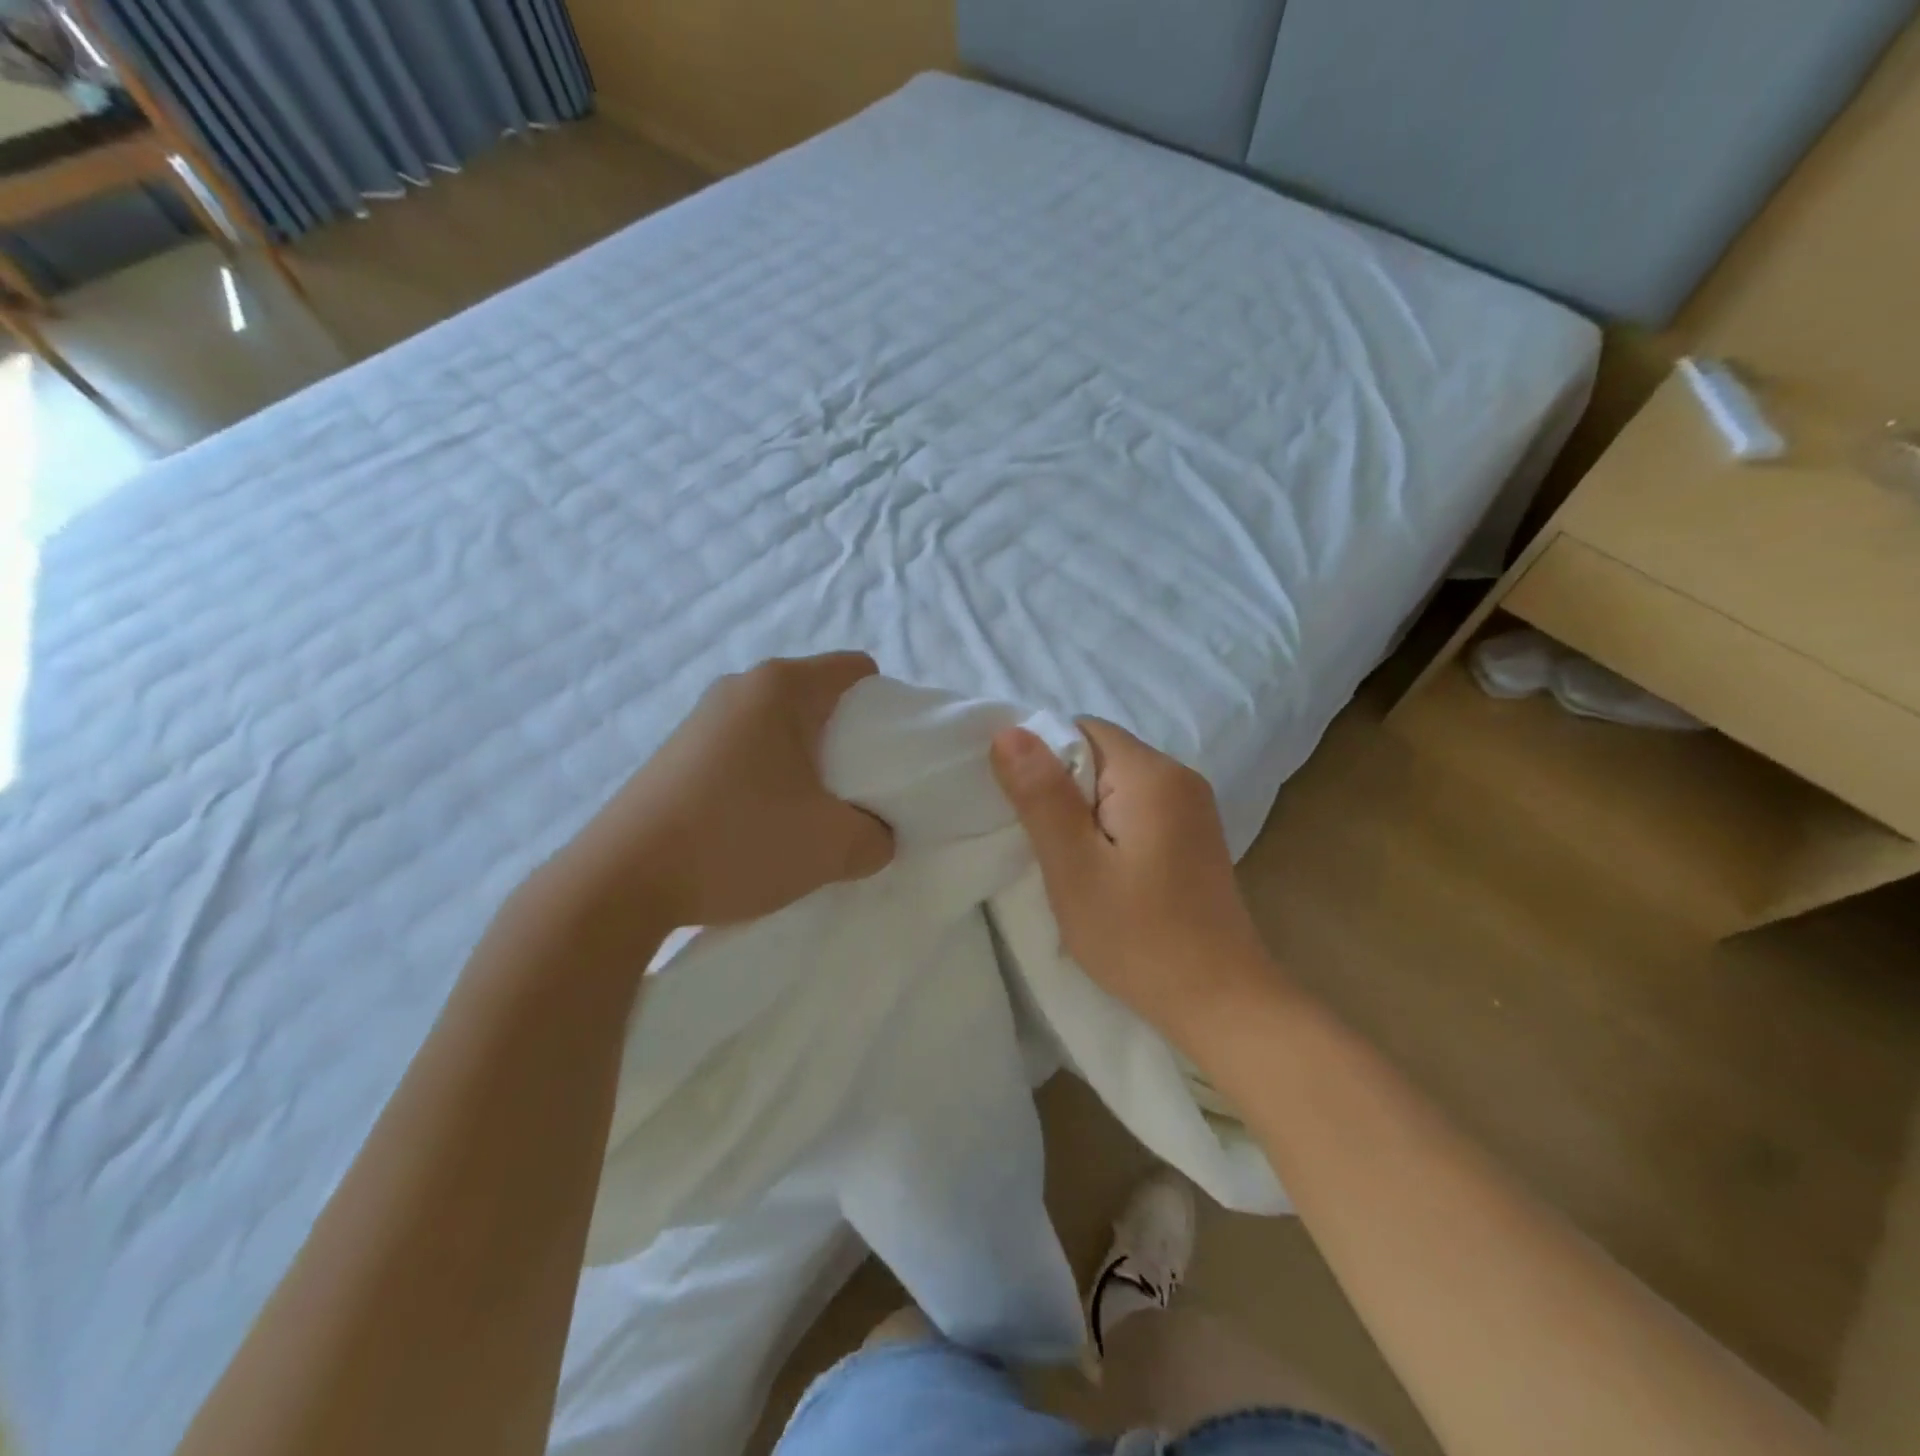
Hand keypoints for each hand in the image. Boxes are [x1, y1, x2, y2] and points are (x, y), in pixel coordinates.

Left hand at [548, 653, 894, 933]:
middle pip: (819, 699)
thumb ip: (879, 837)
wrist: (621, 881)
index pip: (857, 670)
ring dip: (805, 763)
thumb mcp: (833, 847)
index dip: (886, 709)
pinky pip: (746, 748)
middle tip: (854, 794)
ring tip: (804, 815)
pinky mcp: (678, 751)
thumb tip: (875, 834)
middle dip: (846, 741)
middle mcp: (739, 687)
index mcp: (781, 687)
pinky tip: (758, 823)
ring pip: (780, 726)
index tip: (886, 758)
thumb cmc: (738, 841)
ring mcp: (702, 718)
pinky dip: (767, 776)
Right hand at [990, 719, 1277, 1041]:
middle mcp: (1180, 777)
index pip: (1082, 730)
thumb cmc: (1138, 937)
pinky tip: (1104, 870)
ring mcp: (1194, 808)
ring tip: (1068, 861)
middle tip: (1042, 842)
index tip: (1023, 808)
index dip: (1043, 759)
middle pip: (1101, 754)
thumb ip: (1041, 795)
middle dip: (1062, 788)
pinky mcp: (1195, 836)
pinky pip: (1138, 808)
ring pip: (1117, 784)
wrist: (1221, 1002)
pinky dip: (1110, 828)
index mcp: (1152, 774)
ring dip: (1084, 812)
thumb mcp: (1073, 867)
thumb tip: (1009, 730)